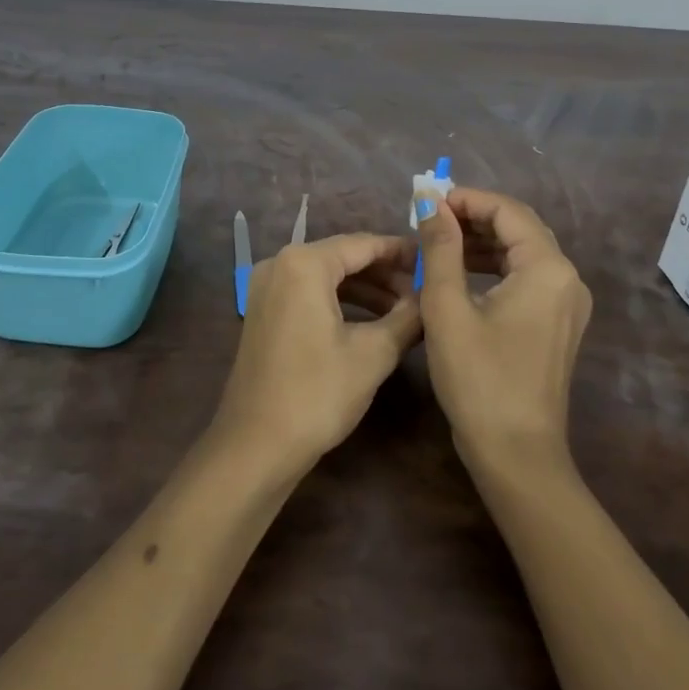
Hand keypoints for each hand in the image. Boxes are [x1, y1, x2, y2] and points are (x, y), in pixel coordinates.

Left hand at [213, 233, 422, 471]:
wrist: (255, 445)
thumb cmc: (317, 393)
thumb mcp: (373, 354)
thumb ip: (407, 318)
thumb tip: (431, 300)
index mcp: (304, 263)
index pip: (363, 244)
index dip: (401, 251)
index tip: (432, 259)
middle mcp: (281, 263)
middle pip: (343, 256)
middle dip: (384, 272)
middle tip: (423, 289)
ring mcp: (267, 287)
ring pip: (326, 275)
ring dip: (365, 288)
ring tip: (405, 307)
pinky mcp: (264, 310)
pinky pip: (309, 291)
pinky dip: (340, 300)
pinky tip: (370, 319)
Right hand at [415, 188, 591, 470]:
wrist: (517, 456)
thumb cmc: (479, 379)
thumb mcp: (447, 308)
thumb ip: (439, 247)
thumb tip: (429, 199)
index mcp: (547, 268)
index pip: (507, 211)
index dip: (466, 199)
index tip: (427, 202)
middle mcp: (567, 278)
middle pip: (519, 227)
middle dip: (473, 216)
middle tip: (429, 219)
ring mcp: (567, 303)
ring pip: (522, 251)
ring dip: (482, 241)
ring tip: (438, 242)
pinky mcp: (558, 323)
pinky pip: (526, 277)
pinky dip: (494, 266)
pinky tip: (461, 273)